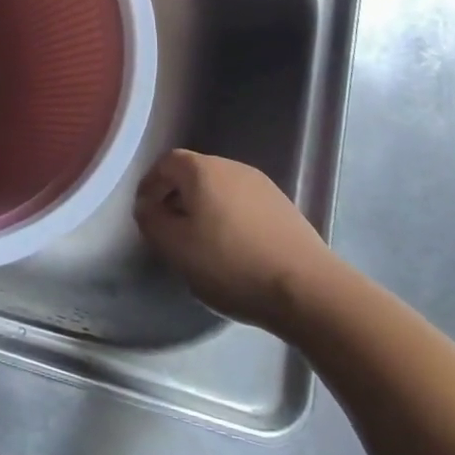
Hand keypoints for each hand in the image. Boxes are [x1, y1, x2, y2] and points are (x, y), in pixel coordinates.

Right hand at [134, 150, 339, 334]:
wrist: (309, 291)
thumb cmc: (231, 263)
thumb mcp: (175, 247)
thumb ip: (151, 221)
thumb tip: (147, 207)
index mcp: (202, 169)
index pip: (166, 164)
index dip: (150, 185)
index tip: (144, 212)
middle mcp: (232, 167)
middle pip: (194, 174)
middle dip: (176, 197)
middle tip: (169, 228)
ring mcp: (263, 186)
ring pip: (220, 190)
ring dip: (205, 209)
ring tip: (201, 242)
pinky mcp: (285, 209)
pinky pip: (244, 206)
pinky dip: (231, 220)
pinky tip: (234, 250)